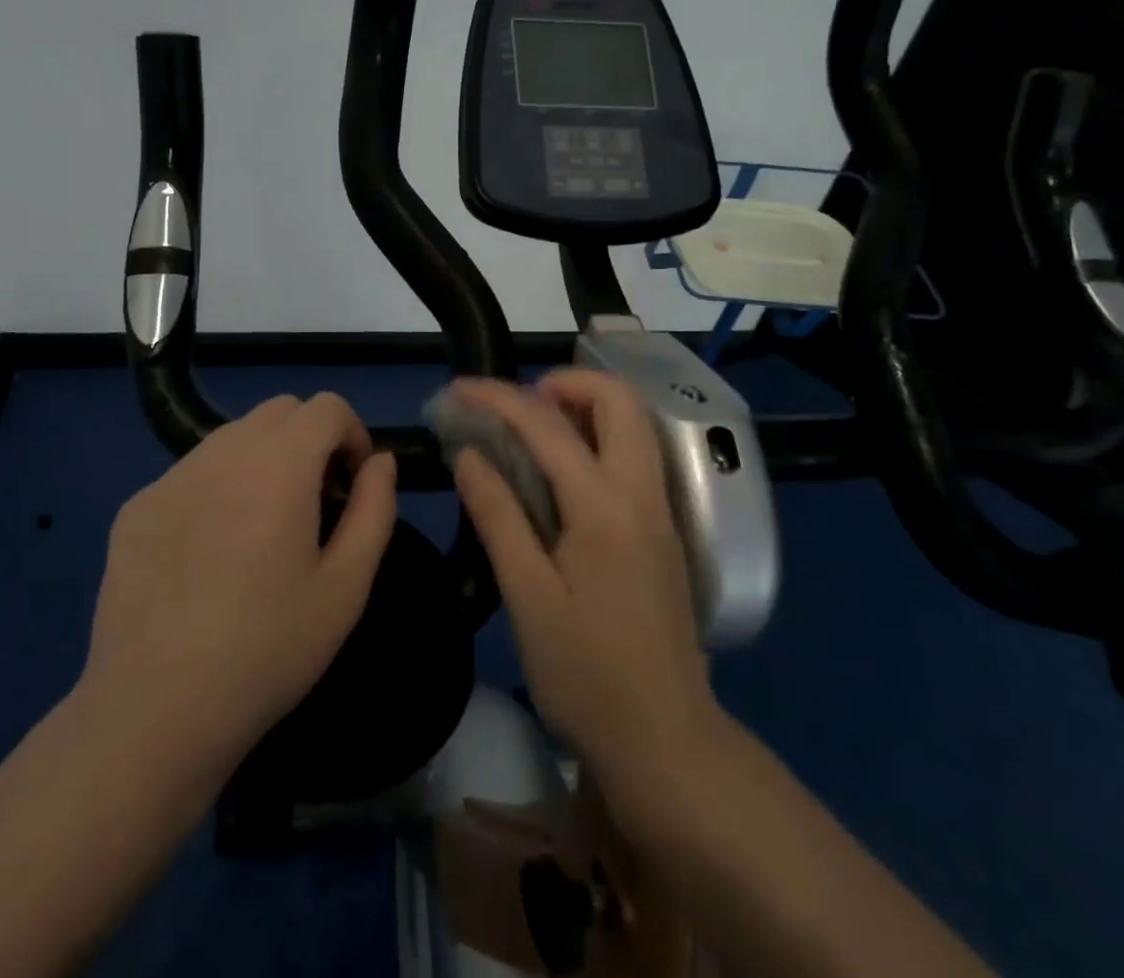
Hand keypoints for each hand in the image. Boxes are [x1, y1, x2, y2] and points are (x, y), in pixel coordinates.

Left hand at [79, 393, 397, 786]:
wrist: (154, 712)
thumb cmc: (267, 651)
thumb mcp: (346, 588)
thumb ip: (374, 509)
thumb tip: (380, 462)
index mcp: (279, 465)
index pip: (326, 406)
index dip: (352, 434)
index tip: (351, 484)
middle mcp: (222, 452)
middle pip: (280, 411)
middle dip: (310, 439)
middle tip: (314, 502)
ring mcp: (172, 476)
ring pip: (233, 436)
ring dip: (263, 459)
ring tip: (262, 527)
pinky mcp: (136, 506)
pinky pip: (192, 472)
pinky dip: (218, 486)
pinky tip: (209, 554)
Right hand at [449, 371, 720, 789]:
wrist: (666, 741)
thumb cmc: (586, 675)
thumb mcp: (528, 597)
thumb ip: (498, 515)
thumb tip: (468, 453)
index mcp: (604, 508)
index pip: (547, 426)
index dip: (498, 398)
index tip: (457, 389)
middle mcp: (641, 494)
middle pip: (618, 400)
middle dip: (563, 383)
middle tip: (515, 406)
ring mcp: (660, 511)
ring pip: (633, 424)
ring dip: (585, 406)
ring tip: (532, 430)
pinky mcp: (663, 531)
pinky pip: (634, 454)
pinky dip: (598, 436)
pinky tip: (561, 470)